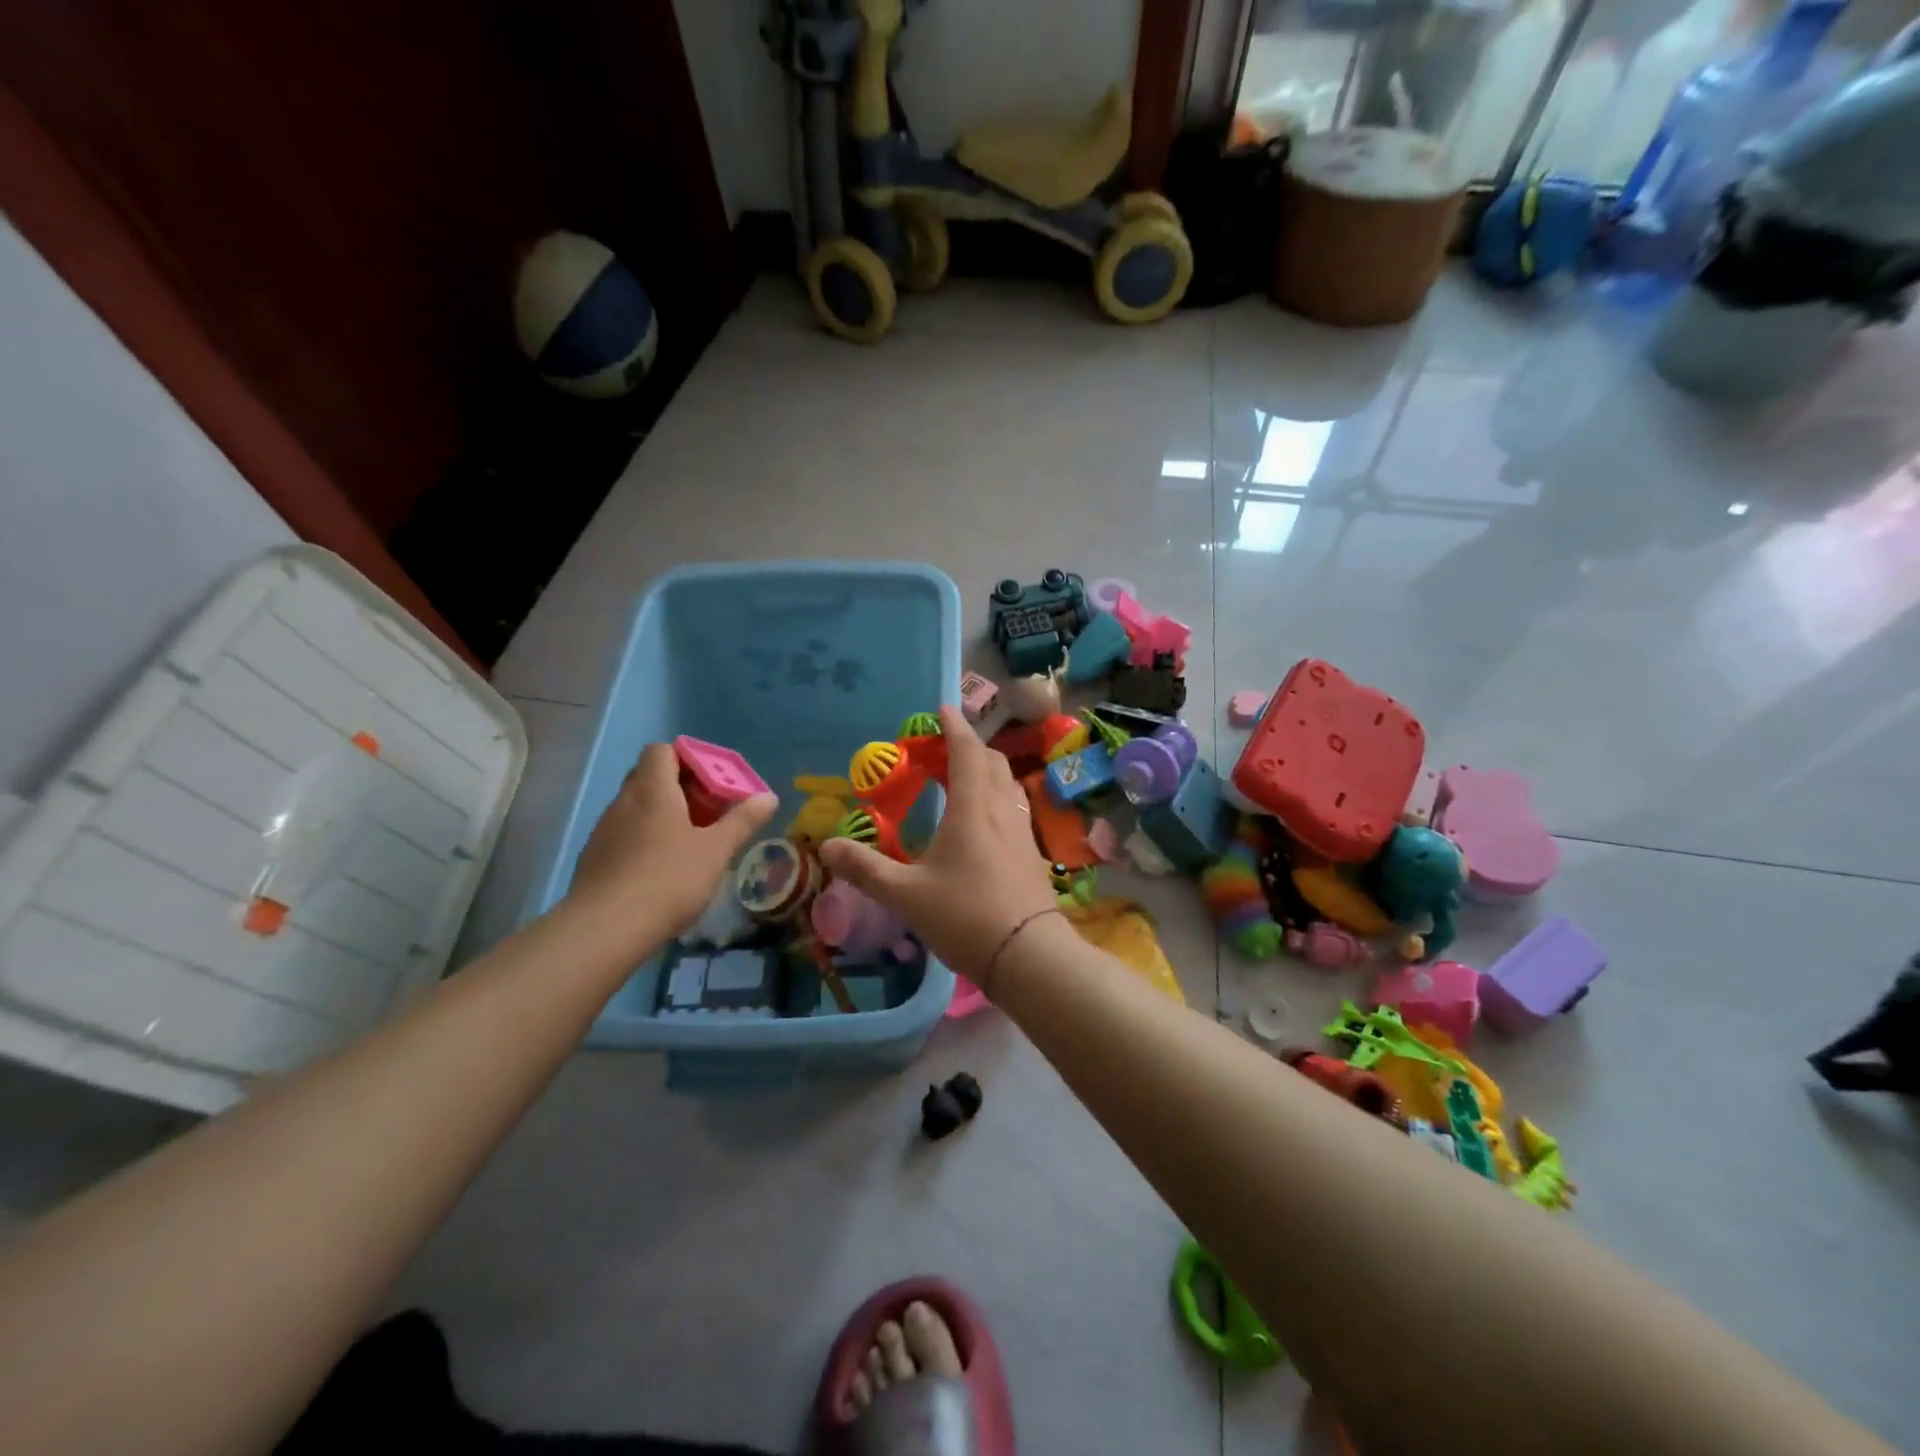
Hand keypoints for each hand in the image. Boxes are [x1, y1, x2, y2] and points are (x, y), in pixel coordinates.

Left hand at [568, 742, 776, 937]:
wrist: (605, 929)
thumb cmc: (669, 879)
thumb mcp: (716, 850)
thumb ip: (743, 821)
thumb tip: (769, 796)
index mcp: (653, 790)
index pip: (662, 750)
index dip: (688, 758)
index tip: (713, 780)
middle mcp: (624, 801)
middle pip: (649, 776)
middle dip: (679, 787)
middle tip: (708, 810)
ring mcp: (604, 830)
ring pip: (636, 807)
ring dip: (662, 814)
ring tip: (689, 842)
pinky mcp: (594, 858)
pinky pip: (624, 834)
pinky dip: (644, 839)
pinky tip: (661, 869)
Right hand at [819, 705, 1059, 987]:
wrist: (1029, 956)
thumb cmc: (965, 915)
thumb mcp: (905, 895)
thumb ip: (865, 869)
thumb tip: (827, 846)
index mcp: (973, 807)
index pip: (966, 751)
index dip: (954, 726)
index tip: (942, 708)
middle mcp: (1002, 809)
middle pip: (992, 762)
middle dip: (969, 747)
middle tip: (943, 750)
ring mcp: (1023, 831)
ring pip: (1007, 785)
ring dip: (986, 771)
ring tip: (961, 780)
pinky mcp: (1033, 853)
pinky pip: (1014, 809)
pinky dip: (996, 798)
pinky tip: (983, 823)